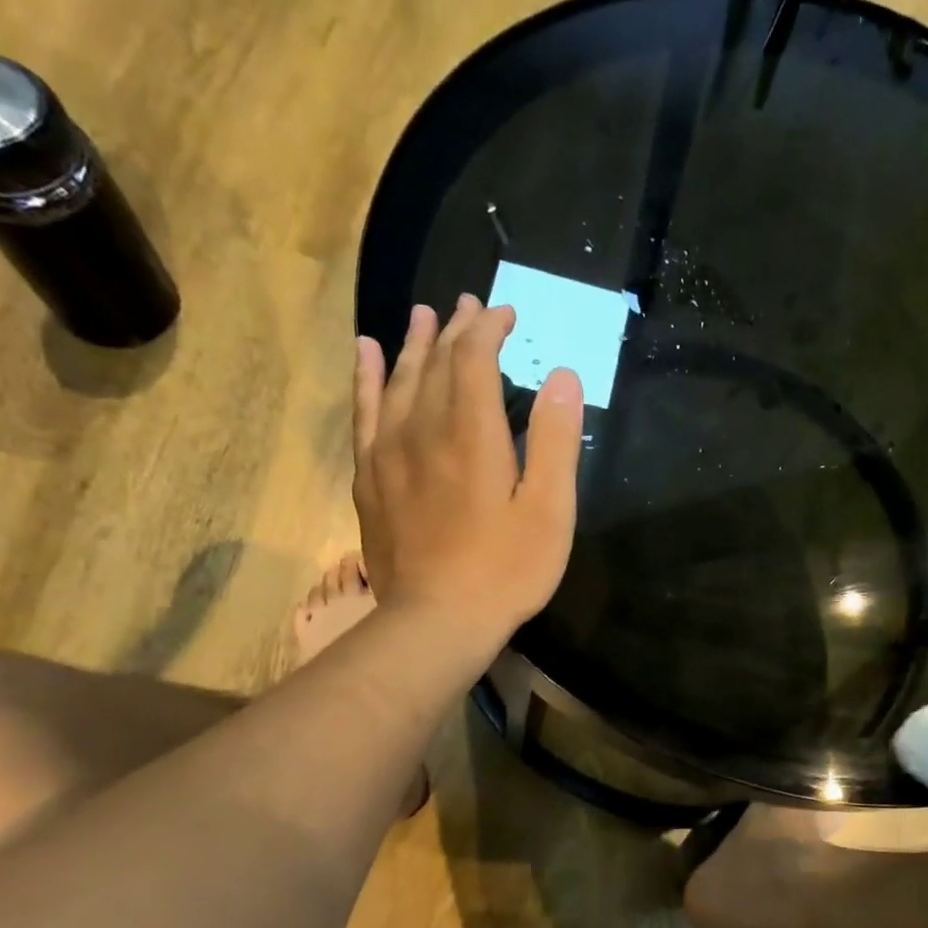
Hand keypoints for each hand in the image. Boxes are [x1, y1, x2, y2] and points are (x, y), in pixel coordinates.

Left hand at [351, 297, 582, 643]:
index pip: (474, 358)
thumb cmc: (505, 569)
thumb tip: (563, 375)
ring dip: (414, 344)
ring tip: (422, 316)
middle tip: (470, 306)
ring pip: (398, 381)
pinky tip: (368, 356)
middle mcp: (423, 430)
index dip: (489, 329)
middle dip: (456, 329)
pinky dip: (367, 379)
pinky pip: (364, 413)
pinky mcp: (370, 479)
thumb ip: (554, 440)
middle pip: (435, 363)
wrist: (437, 621)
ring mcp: (389, 454)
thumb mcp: (549, 510)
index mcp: (471, 434)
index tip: (507, 315)